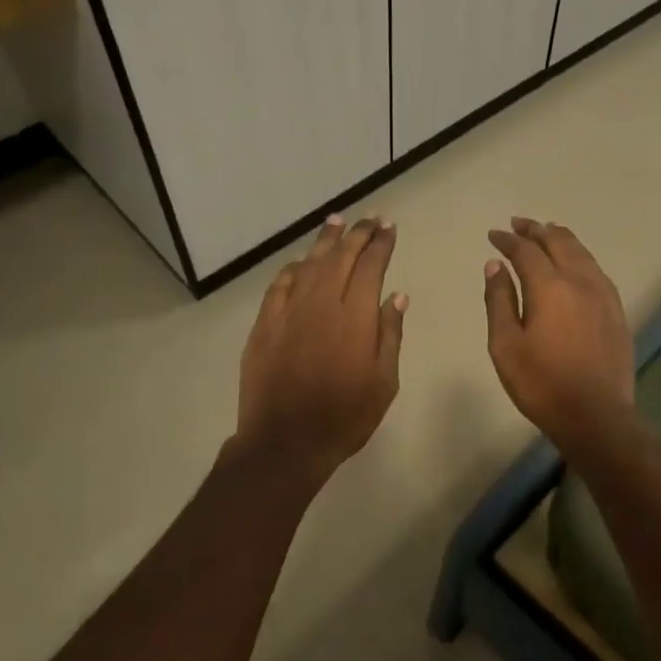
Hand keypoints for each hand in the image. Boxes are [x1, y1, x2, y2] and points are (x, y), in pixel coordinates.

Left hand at [236, 216, 406, 485]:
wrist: (286, 441)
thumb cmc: (345, 417)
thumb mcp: (384, 382)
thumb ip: (390, 334)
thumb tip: (396, 296)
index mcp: (356, 316)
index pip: (371, 266)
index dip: (380, 243)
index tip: (388, 227)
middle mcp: (322, 303)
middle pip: (340, 257)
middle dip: (357, 234)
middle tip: (368, 219)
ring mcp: (289, 311)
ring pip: (309, 264)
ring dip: (325, 242)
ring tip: (336, 223)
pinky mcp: (264, 324)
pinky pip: (280, 285)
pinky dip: (293, 269)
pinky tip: (301, 264)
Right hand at [484, 218, 633, 450]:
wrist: (595, 415)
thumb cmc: (541, 383)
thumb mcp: (505, 345)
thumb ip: (499, 301)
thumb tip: (496, 266)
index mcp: (550, 287)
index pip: (526, 251)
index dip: (507, 240)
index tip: (493, 235)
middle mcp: (580, 281)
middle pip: (558, 242)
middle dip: (535, 230)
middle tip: (518, 224)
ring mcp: (604, 295)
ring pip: (582, 252)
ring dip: (560, 238)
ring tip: (547, 232)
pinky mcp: (617, 311)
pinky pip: (596, 270)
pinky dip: (580, 256)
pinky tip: (576, 263)